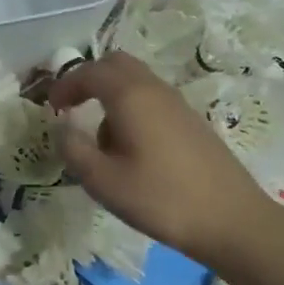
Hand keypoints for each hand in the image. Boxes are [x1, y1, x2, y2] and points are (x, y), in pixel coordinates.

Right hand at [49, 52, 265, 260]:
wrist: (232, 221)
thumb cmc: (161, 199)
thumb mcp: (103, 182)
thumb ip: (74, 150)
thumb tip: (63, 128)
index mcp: (130, 96)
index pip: (90, 72)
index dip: (65, 85)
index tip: (51, 107)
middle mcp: (154, 89)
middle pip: (116, 64)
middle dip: (89, 79)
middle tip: (73, 106)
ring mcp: (178, 103)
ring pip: (136, 80)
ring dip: (112, 94)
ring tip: (102, 137)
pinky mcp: (192, 121)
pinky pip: (153, 98)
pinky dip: (133, 108)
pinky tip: (133, 148)